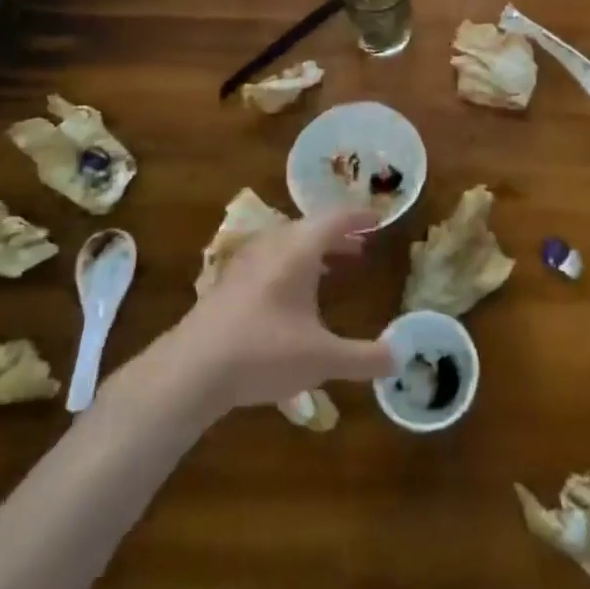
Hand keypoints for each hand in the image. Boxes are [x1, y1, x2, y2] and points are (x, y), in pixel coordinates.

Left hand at [167, 208, 393, 412]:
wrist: (190, 371)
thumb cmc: (263, 353)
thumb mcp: (322, 359)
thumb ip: (364, 358)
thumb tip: (399, 358)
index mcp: (297, 250)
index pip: (334, 218)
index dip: (359, 217)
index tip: (378, 219)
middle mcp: (271, 247)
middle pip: (309, 228)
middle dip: (338, 236)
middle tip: (361, 248)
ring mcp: (245, 264)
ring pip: (286, 245)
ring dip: (313, 252)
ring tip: (333, 269)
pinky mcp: (227, 285)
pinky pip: (268, 261)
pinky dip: (291, 267)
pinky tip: (293, 297)